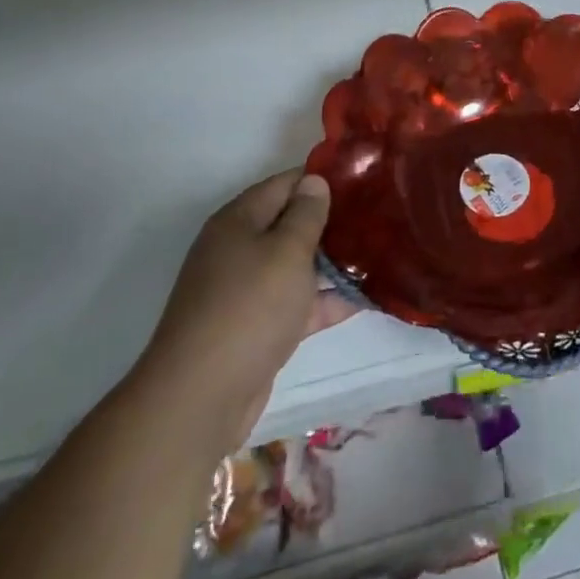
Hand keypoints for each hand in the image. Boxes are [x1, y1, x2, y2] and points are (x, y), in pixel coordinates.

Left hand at [139, 170, 357, 447]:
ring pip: (296, 266)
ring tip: (380, 253)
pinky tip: (364, 298)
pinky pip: (296, 304)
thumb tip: (314, 182)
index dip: (322, 179)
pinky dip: (325, 301)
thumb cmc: (249, 308)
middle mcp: (238, 250)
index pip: (286, 183)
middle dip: (332, 222)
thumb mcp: (286, 251)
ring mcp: (246, 292)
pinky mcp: (256, 329)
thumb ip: (306, 214)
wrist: (200, 399)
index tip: (364, 180)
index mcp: (239, 221)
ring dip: (333, 263)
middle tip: (378, 217)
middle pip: (290, 224)